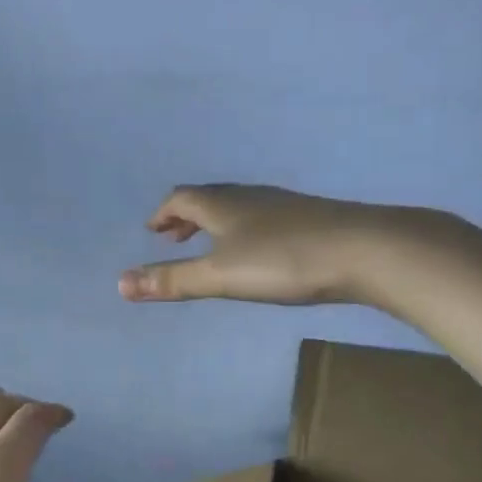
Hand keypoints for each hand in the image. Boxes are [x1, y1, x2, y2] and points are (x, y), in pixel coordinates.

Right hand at [118, 183, 386, 304]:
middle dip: (185, 217)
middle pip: (208, 198)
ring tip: (209, 245)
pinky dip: (242, 229)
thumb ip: (172, 280)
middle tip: (173, 237)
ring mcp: (281, 205)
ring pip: (237, 207)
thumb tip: (119, 284)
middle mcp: (249, 196)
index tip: (153, 231)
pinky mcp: (308, 219)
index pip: (182, 198)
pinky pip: (261, 217)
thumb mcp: (220, 276)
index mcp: (222, 204)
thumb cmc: (282, 261)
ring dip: (214, 223)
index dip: (163, 214)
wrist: (362, 250)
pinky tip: (257, 252)